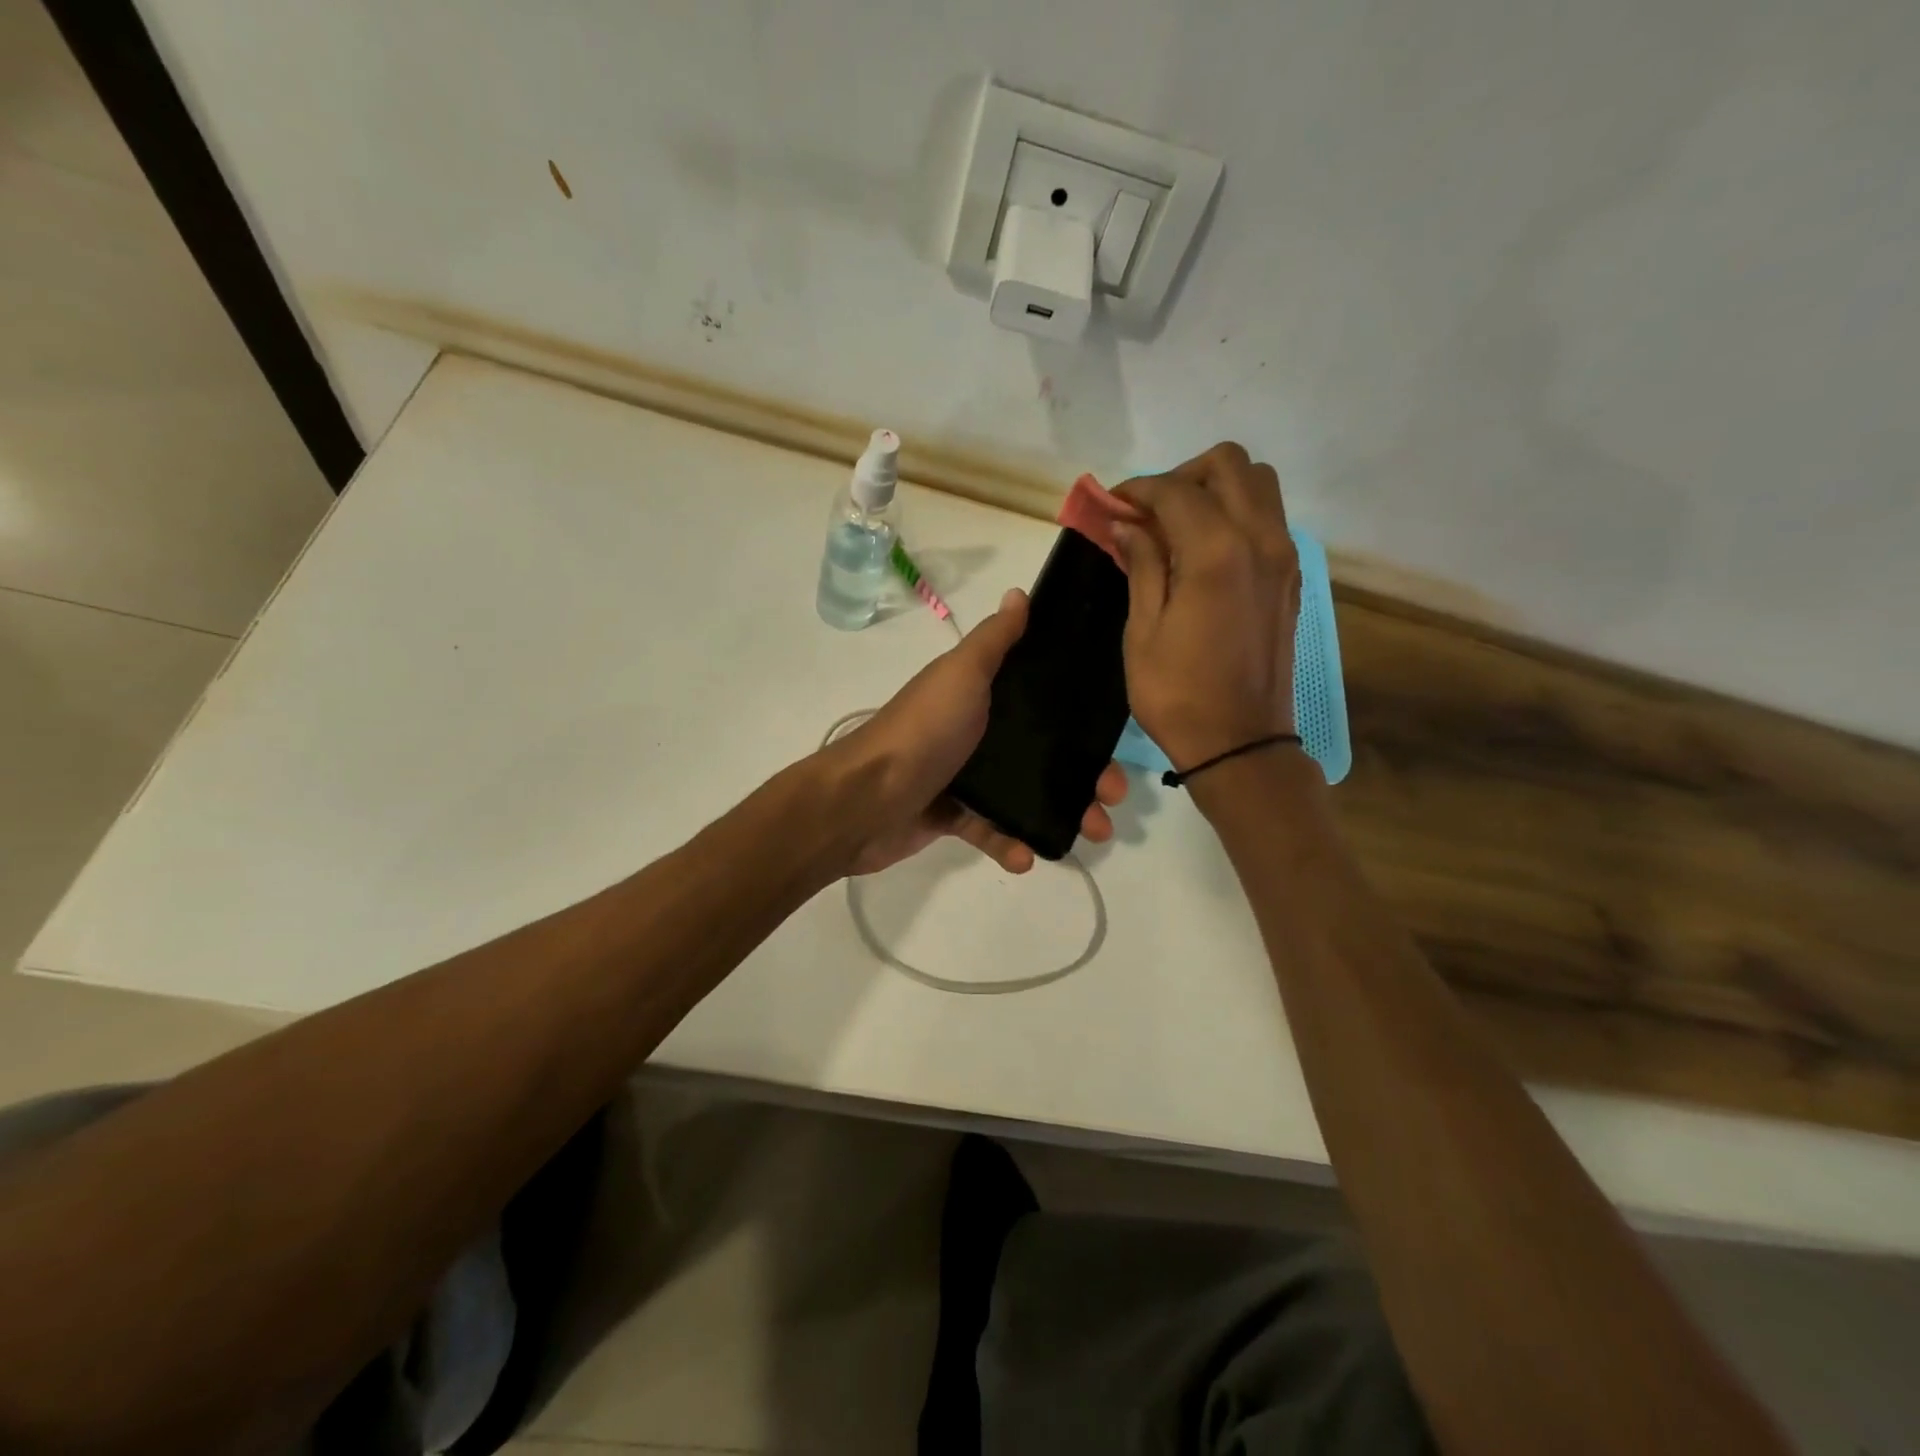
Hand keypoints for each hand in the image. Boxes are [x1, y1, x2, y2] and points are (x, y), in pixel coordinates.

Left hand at [826, 588, 1127, 875]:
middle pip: (1042, 752)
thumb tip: (1019, 594)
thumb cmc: (923, 731)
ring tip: (1092, 832)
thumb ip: (994, 640)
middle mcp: (975, 732)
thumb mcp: (962, 674)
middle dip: (1083, 775)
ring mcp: (962, 777)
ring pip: (1024, 795)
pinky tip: (1026, 858)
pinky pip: (990, 830)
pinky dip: (1010, 844)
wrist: (864, 799)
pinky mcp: (951, 817)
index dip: (1081, 718)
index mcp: (980, 695)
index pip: (1041, 701)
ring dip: (1061, 813)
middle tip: (1112, 796)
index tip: (1115, 736)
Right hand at [1112, 443, 1301, 770]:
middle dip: (1182, 476)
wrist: (1239, 742)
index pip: (1176, 490)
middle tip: (1149, 513)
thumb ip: (1142, 565)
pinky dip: (1235, 515)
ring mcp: (1283, 558)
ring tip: (1178, 527)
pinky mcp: (1290, 578)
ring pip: (1258, 485)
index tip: (1110, 506)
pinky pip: (1268, 519)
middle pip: (1229, 465)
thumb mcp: (1143, 630)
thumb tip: (1130, 524)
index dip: (1137, 490)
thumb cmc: (1177, 693)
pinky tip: (1203, 552)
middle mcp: (1261, 540)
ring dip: (1215, 490)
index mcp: (1218, 552)